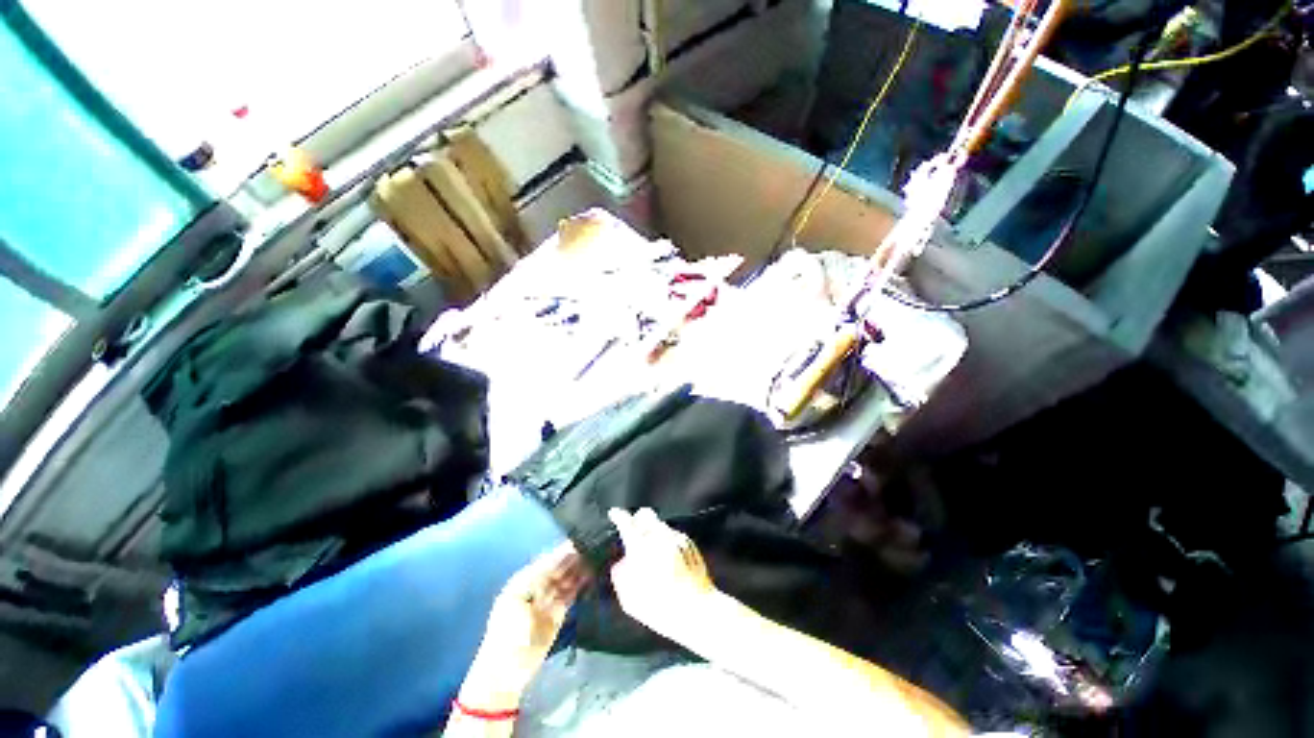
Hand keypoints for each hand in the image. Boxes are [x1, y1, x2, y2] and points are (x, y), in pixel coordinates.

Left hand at [460, 541, 588, 709]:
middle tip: (596, 546)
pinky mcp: (558, 613)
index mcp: (525, 579)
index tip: (581, 540)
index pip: (548, 560)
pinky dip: (581, 584)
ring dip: (580, 569)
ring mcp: (548, 599)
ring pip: (567, 578)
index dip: (563, 551)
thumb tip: (557, 563)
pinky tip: (592, 574)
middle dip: (575, 557)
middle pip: (559, 567)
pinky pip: (571, 593)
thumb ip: (538, 580)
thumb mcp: (517, 602)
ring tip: (599, 557)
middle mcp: (538, 585)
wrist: (506, 672)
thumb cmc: (507, 634)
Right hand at [607, 508, 717, 642]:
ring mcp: (676, 537)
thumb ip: (621, 574)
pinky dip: (667, 543)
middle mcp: (659, 536)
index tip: (615, 514)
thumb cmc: (660, 608)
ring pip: (660, 525)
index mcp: (641, 547)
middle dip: (638, 521)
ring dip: (654, 534)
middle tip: (635, 535)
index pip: (626, 522)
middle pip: (645, 515)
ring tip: (654, 557)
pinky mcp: (689, 542)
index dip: (618, 516)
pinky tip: (669, 562)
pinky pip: (673, 535)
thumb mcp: (629, 599)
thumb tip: (624, 562)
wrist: (696, 610)